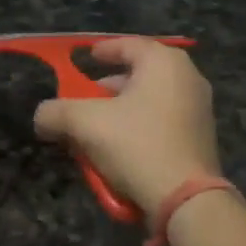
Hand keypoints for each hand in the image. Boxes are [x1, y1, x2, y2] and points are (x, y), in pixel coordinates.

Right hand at [32, 38, 222, 226]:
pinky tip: (122, 148)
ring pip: (151, 99)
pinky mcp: (203, 137)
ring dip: (123, 110)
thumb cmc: (138, 146)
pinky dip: (142, 127)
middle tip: (86, 100)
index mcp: (164, 62)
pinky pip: (165, 121)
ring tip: (98, 130)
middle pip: (140, 73)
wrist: (187, 200)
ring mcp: (200, 108)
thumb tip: (42, 116)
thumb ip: (56, 113)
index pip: (128, 45)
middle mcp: (188, 77)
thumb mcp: (85, 124)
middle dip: (109, 87)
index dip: (103, 50)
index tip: (86, 58)